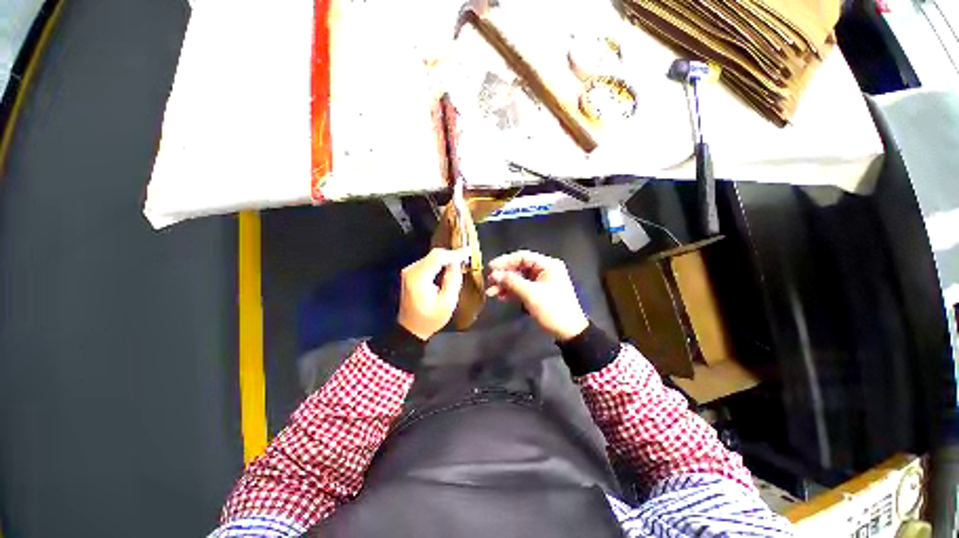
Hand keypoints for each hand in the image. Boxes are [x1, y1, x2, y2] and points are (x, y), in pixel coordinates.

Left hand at [398, 248, 468, 339]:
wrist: (411, 328)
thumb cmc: (430, 318)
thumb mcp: (447, 302)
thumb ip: (453, 280)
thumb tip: (457, 263)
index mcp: (419, 277)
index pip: (438, 257)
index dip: (454, 253)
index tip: (468, 252)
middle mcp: (411, 270)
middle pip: (434, 255)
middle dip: (451, 255)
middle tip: (466, 256)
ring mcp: (409, 271)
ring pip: (432, 257)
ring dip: (446, 259)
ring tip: (461, 261)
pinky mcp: (411, 274)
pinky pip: (428, 262)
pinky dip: (440, 263)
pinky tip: (449, 267)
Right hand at [486, 250, 588, 340]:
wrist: (569, 331)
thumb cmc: (552, 309)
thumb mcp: (530, 294)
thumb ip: (511, 282)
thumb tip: (494, 275)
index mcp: (548, 265)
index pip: (523, 256)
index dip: (505, 261)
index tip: (491, 268)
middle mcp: (545, 270)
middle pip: (520, 267)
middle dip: (504, 275)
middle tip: (490, 282)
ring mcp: (542, 281)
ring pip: (519, 278)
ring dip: (506, 285)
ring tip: (491, 292)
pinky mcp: (539, 292)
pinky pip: (523, 287)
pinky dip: (512, 291)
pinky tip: (501, 297)